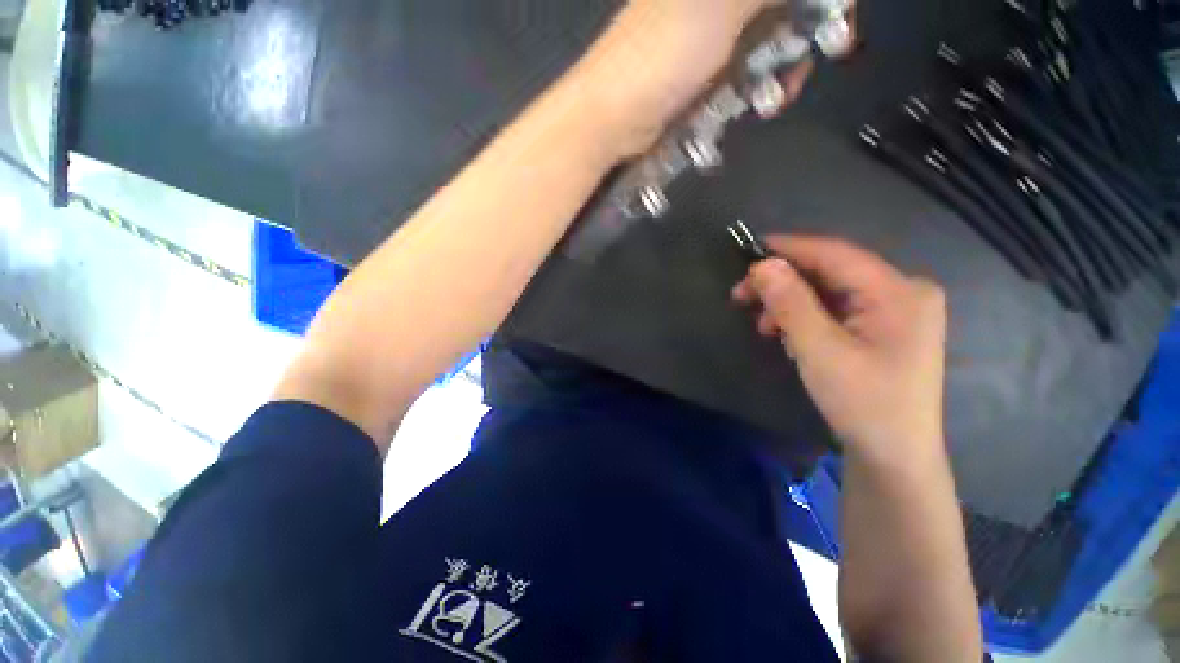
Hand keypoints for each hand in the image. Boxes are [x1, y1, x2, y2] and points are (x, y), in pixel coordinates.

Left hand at [584, 0, 822, 152]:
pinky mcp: (706, 69)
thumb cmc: (662, 56)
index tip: (838, 18)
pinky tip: (761, 103)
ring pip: (772, 35)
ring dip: (785, 65)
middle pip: (784, 6)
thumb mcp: (720, 4)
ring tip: (777, 95)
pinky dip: (762, 84)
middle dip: (807, 29)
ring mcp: (712, 32)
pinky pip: (749, 68)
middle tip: (820, 52)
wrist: (616, 117)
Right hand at [732, 235, 947, 463]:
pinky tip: (788, 334)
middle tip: (742, 295)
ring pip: (829, 290)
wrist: (893, 455)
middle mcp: (903, 291)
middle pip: (831, 271)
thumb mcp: (818, 351)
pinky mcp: (884, 326)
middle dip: (783, 282)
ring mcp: (896, 309)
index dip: (789, 248)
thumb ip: (790, 303)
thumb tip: (763, 265)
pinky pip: (836, 308)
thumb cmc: (861, 403)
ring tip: (764, 325)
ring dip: (790, 302)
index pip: (835, 254)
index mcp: (898, 291)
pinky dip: (805, 316)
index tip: (748, 250)